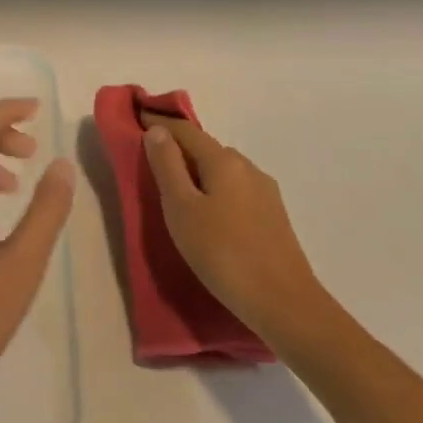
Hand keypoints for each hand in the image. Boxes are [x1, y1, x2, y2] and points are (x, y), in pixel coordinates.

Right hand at [142, 118, 332, 345]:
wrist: (285, 304)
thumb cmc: (223, 254)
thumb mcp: (182, 208)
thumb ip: (167, 166)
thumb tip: (157, 130)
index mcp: (223, 160)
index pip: (185, 130)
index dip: (159, 122)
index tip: (137, 117)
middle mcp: (247, 167)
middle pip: (205, 148)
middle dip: (179, 148)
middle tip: (151, 161)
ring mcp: (265, 192)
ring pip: (222, 170)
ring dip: (198, 171)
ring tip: (177, 190)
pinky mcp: (273, 216)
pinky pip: (235, 190)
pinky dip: (214, 189)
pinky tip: (208, 213)